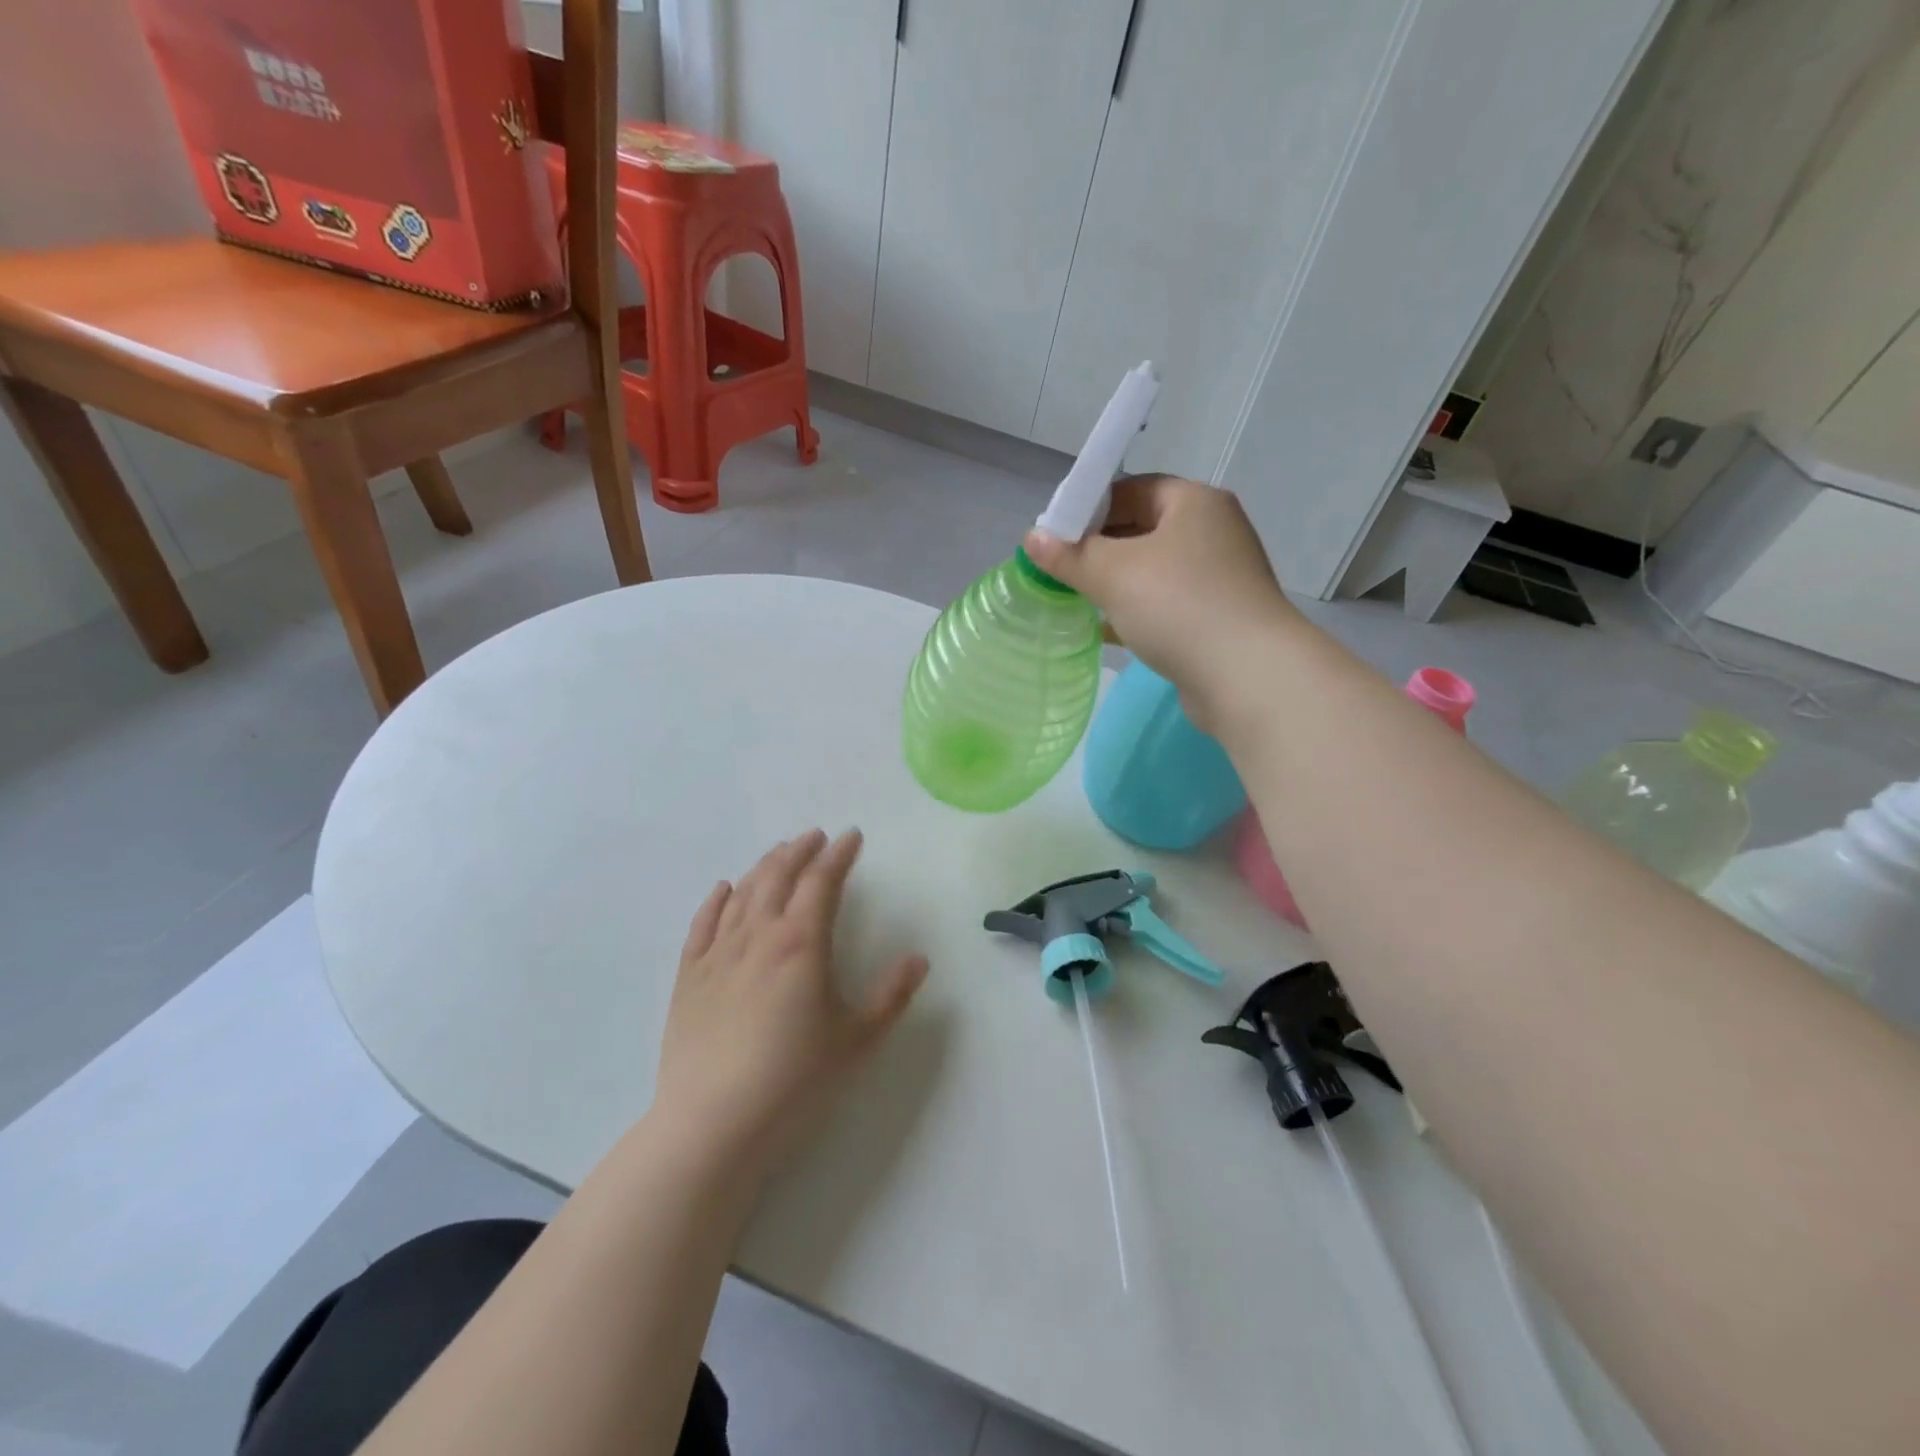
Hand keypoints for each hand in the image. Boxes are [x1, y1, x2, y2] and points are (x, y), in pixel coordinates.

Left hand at [653, 829, 928, 1171]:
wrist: (712, 1124)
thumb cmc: (794, 1080)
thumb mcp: (856, 1040)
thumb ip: (891, 996)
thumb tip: (919, 959)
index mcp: (801, 943)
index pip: (822, 882)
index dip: (839, 855)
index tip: (851, 837)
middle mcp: (758, 935)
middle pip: (778, 876)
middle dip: (800, 850)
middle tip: (815, 837)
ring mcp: (718, 954)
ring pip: (742, 893)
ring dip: (763, 866)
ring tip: (779, 853)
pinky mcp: (689, 977)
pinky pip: (702, 924)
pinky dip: (716, 900)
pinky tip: (723, 889)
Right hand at [1024, 475, 1296, 730]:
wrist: (1248, 676)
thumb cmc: (1178, 606)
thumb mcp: (1113, 574)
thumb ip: (1070, 555)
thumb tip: (1032, 539)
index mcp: (1194, 503)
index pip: (1131, 489)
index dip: (1088, 509)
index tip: (1054, 537)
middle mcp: (1212, 531)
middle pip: (1142, 529)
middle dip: (1098, 550)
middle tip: (1059, 571)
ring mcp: (1219, 577)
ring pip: (1153, 570)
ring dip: (1114, 584)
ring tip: (1075, 600)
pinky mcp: (1218, 617)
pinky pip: (1166, 604)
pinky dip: (1136, 611)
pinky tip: (1105, 629)